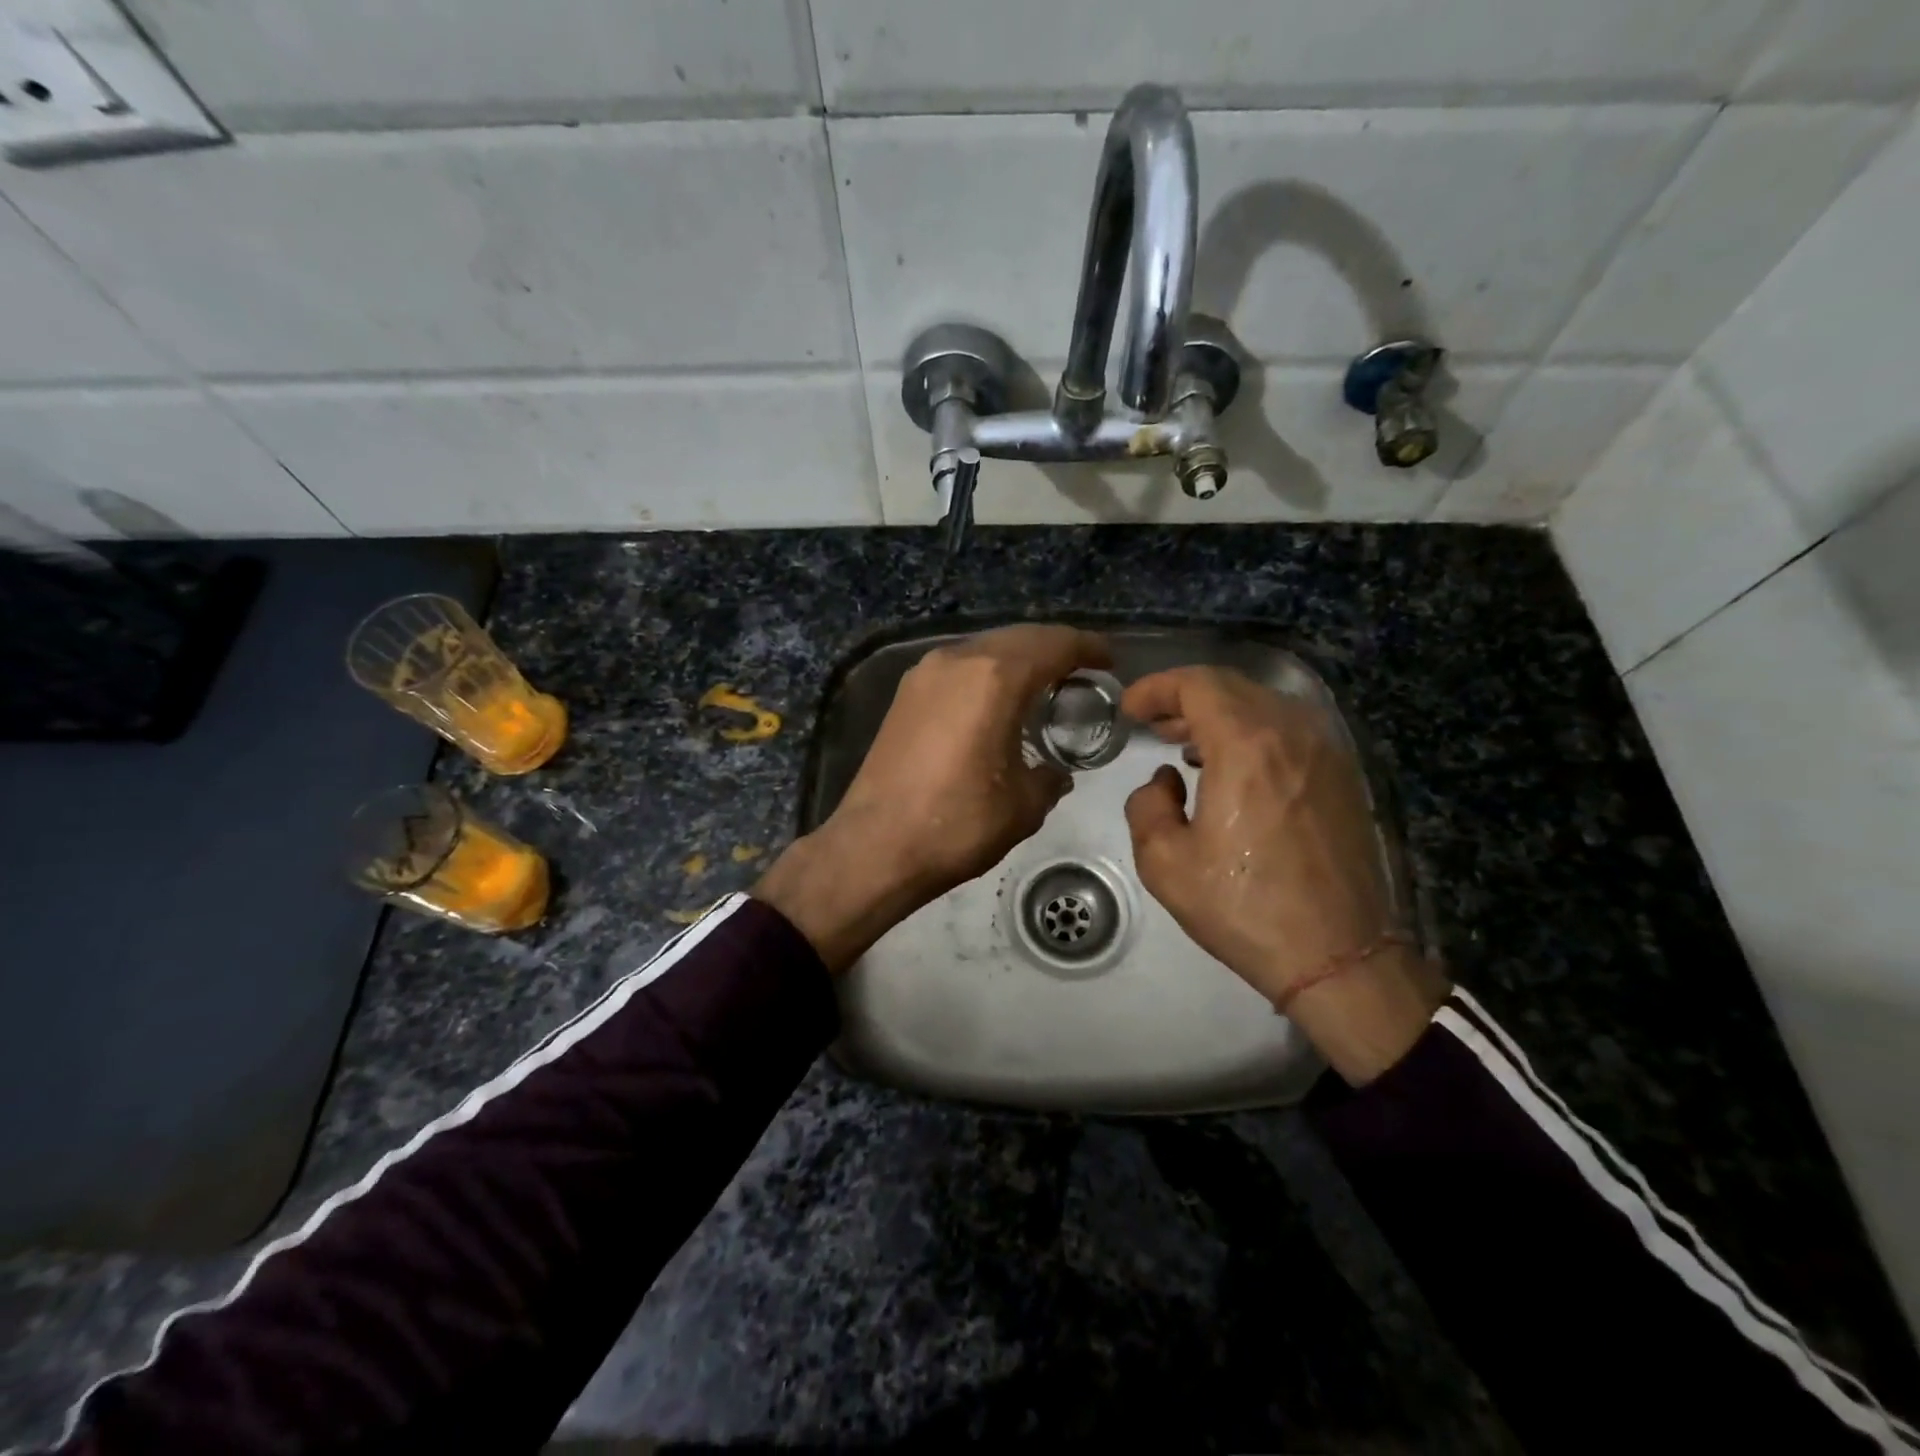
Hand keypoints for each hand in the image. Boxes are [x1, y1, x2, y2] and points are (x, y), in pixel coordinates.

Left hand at [757, 625, 1109, 970]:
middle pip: (1018, 638)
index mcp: (994, 678)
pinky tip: (997, 700)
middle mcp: (957, 660)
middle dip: (1054, 647)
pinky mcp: (905, 694)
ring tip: (1043, 683)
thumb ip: (1050, 777)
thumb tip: (1056, 772)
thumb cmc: (957, 824)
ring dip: (1017, 657)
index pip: (1053, 644)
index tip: (1108, 661)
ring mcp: (924, 674)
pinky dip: (987, 673)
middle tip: (1081, 669)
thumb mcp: (1023, 805)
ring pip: (984, 649)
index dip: (1087, 648)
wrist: (875, 846)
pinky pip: (959, 667)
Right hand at [1121, 666, 1448, 1083]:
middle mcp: (1292, 733)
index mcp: (1246, 746)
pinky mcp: (1343, 776)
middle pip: (1231, 687)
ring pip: (1263, 705)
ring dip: (1219, 714)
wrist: (1338, 955)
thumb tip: (1165, 781)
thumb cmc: (1244, 908)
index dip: (1156, 687)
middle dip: (1184, 698)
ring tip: (1186, 744)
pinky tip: (1232, 767)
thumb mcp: (1165, 863)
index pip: (1197, 684)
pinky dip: (1252, 732)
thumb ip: (1147, 805)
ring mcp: (1325, 752)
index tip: (1129, 708)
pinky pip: (1288, 731)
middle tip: (1152, 723)